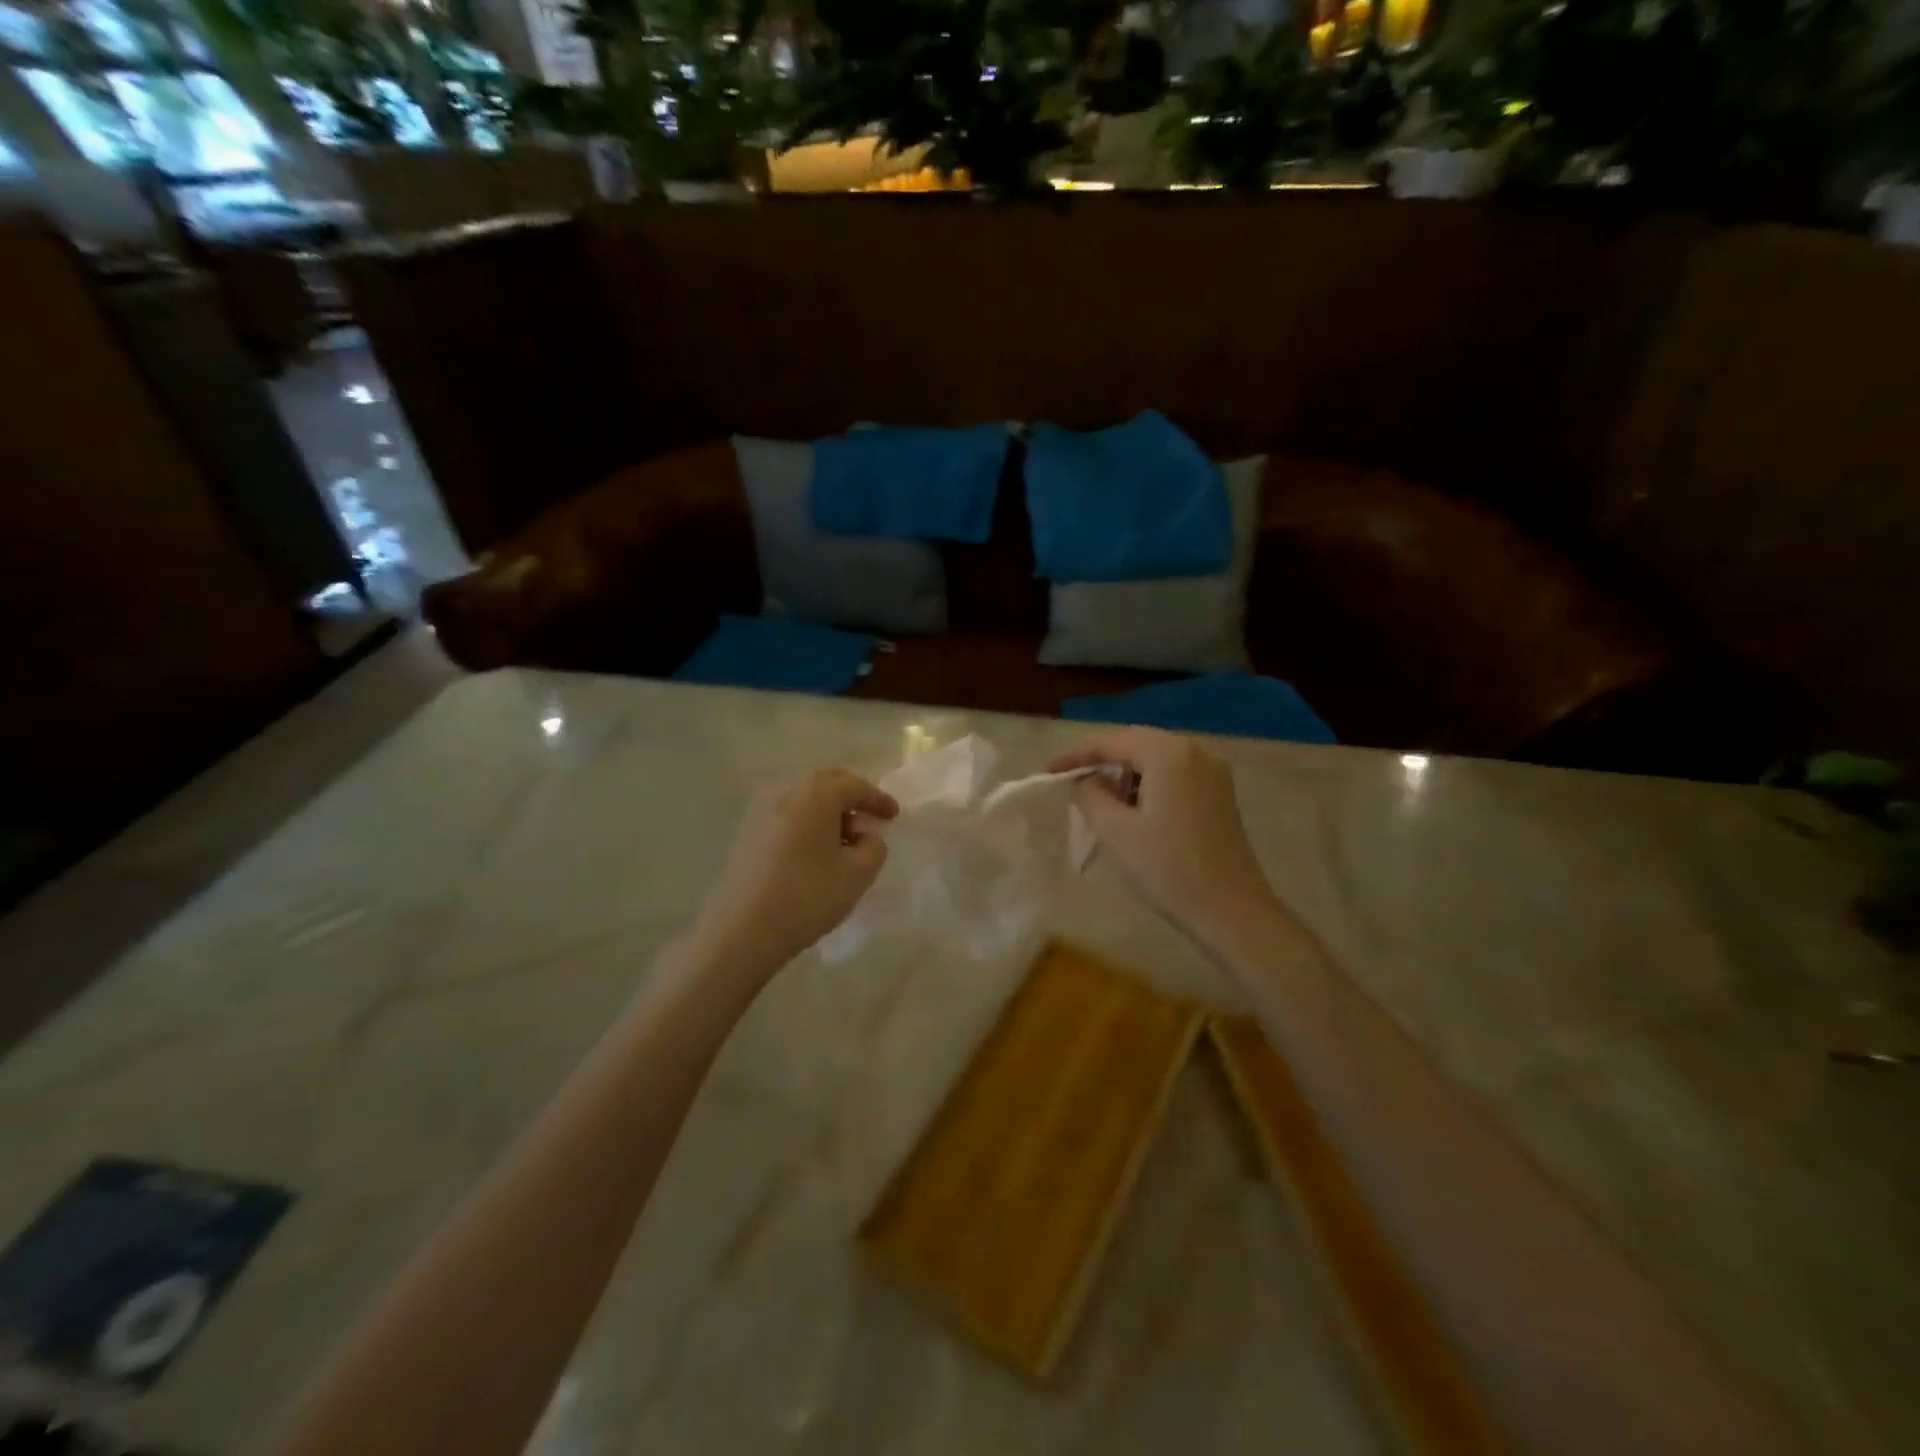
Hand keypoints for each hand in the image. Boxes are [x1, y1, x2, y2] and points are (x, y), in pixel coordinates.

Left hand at [693, 769, 898, 978]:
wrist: (742, 929)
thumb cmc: (807, 896)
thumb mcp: (858, 874)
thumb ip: (874, 846)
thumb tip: (864, 835)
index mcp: (816, 794)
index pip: (855, 785)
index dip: (878, 799)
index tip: (894, 816)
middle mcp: (786, 791)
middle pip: (826, 783)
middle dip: (851, 798)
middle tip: (870, 820)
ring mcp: (761, 810)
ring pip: (804, 798)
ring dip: (827, 811)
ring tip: (843, 840)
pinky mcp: (747, 831)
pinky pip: (787, 814)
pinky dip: (807, 823)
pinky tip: (814, 850)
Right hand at [1051, 728, 1277, 933]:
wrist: (1231, 911)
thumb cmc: (1168, 869)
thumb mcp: (1116, 831)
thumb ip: (1091, 795)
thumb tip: (1087, 780)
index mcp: (1169, 754)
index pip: (1112, 742)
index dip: (1077, 756)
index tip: (1049, 773)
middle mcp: (1195, 751)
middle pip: (1136, 744)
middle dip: (1102, 762)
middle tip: (1071, 783)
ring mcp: (1213, 771)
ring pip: (1156, 759)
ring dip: (1126, 774)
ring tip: (1100, 799)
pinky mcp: (1220, 793)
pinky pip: (1174, 774)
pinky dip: (1148, 784)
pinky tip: (1134, 809)